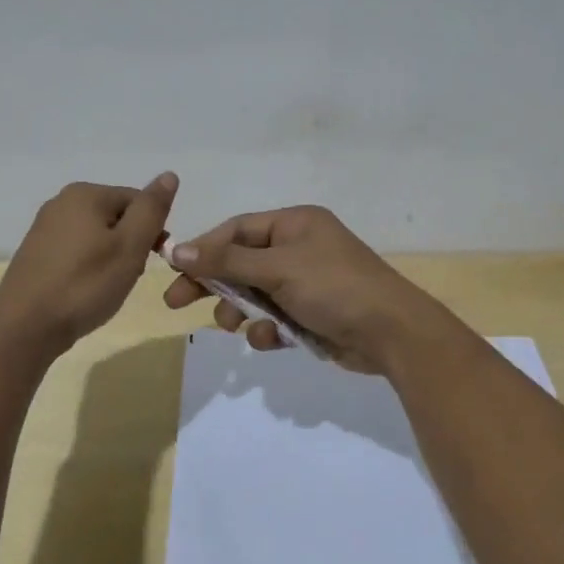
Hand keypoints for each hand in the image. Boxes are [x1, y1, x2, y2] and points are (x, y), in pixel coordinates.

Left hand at [0, 173, 176, 356]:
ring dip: (111, 258)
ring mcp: (44, 227)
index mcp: (85, 193)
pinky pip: (77, 251)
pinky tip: (85, 291)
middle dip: (130, 245)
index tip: (149, 261)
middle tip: (127, 277)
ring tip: (106, 288)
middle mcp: (61, 202)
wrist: (25, 328)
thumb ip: (152, 209)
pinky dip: (88, 268)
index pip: (138, 201)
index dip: (151, 231)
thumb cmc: (85, 285)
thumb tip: (169, 176)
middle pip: (117, 217)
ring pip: (98, 236)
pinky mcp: (36, 253)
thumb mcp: (130, 247)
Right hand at [160, 205, 452, 374]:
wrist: (391, 334)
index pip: (236, 230)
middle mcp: (298, 248)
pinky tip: (270, 339)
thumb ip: (226, 262)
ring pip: (254, 294)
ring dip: (240, 310)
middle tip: (176, 303)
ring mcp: (305, 283)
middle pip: (240, 262)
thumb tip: (176, 249)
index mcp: (294, 224)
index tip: (172, 269)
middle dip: (213, 284)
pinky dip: (266, 329)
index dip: (203, 248)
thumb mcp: (277, 269)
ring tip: (235, 325)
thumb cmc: (334, 287)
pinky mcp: (310, 315)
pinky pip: (274, 317)